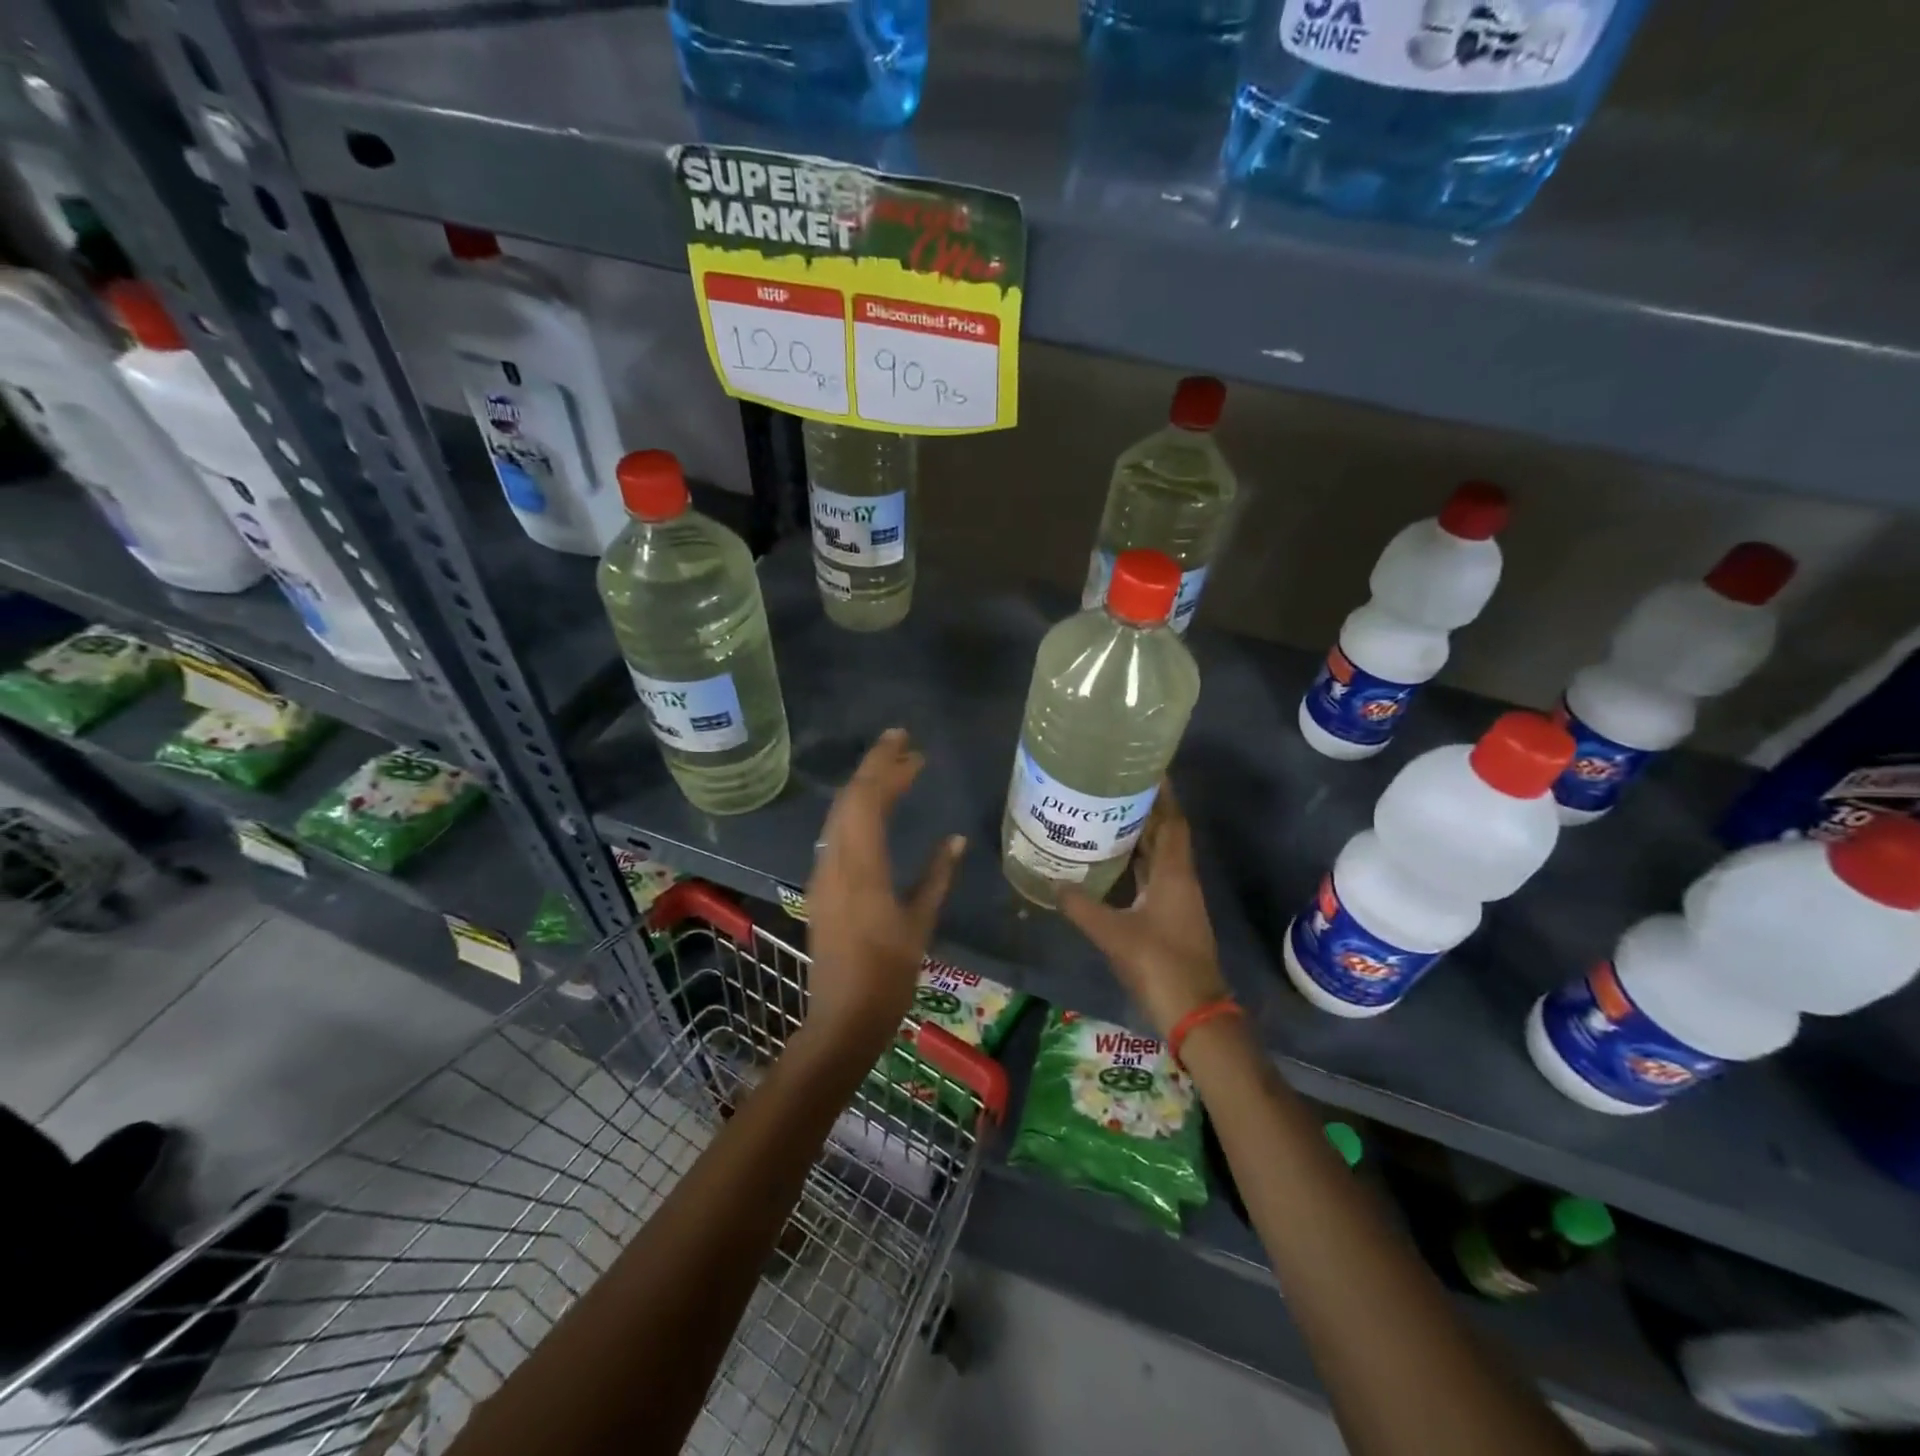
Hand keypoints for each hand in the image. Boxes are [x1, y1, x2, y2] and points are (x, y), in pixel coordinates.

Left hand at [803, 729, 965, 1056]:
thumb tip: (955, 839)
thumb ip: (937, 876)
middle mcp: (835, 862)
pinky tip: (874, 809)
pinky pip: (835, 833)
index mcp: (861, 869)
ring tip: (893, 768)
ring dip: (864, 786)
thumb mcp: (920, 923)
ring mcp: (823, 874)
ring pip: (838, 814)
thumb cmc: (889, 975)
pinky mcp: (821, 886)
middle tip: (902, 743)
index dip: (889, 769)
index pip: (868, 802)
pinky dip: (855, 810)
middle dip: (874, 766)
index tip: (912, 748)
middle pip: (849, 800)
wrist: (843, 1017)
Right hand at [1059, 784, 1227, 1036]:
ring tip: (1107, 815)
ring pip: (1159, 856)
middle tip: (1112, 788)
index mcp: (1173, 874)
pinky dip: (1136, 863)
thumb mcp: (1113, 933)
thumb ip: (1081, 907)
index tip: (1145, 769)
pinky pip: (1153, 876)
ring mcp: (1177, 899)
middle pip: (1166, 834)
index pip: (1172, 821)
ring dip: (1140, 835)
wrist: (1193, 1011)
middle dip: (1145, 810)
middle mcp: (1179, 879)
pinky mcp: (1170, 916)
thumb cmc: (1158, 964)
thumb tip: (1052, 884)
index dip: (1163, 795)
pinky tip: (1112, 861)